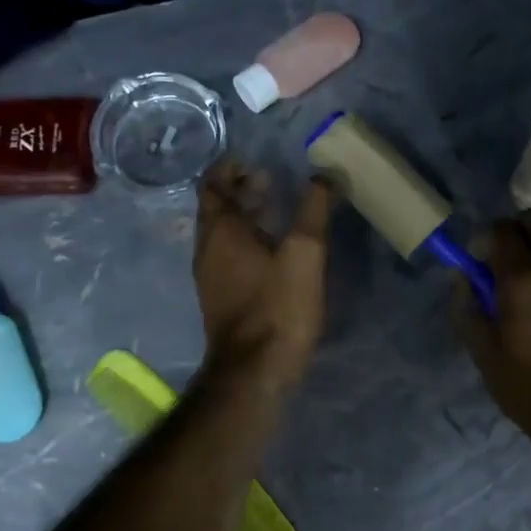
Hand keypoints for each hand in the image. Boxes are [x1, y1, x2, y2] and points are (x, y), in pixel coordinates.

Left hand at [193, 159, 334, 389]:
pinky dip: (245, 242)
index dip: (230, 167)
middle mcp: (206, 249)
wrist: (254, 371)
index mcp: (220, 231)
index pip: (213, 184)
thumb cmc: (278, 306)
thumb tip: (323, 176)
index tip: (254, 160)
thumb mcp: (305, 253)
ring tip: (276, 212)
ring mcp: (210, 277)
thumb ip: (313, 210)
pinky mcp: (220, 300)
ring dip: (244, 217)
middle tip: (271, 181)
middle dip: (240, 190)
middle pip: (216, 208)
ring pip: (222, 234)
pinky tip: (273, 252)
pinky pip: (227, 257)